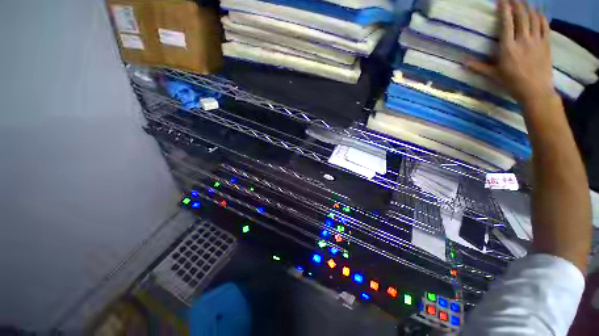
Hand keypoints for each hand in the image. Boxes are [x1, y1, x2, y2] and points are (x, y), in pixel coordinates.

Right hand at [467, 0, 556, 104]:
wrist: (535, 90)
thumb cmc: (511, 82)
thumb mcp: (493, 75)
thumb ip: (478, 66)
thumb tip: (462, 61)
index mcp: (508, 47)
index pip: (506, 23)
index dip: (504, 9)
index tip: (502, 0)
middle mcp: (523, 40)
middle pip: (521, 16)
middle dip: (517, 3)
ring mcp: (536, 40)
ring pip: (533, 18)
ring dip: (528, 7)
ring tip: (523, 2)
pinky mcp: (546, 43)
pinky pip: (544, 25)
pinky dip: (540, 16)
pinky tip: (537, 12)